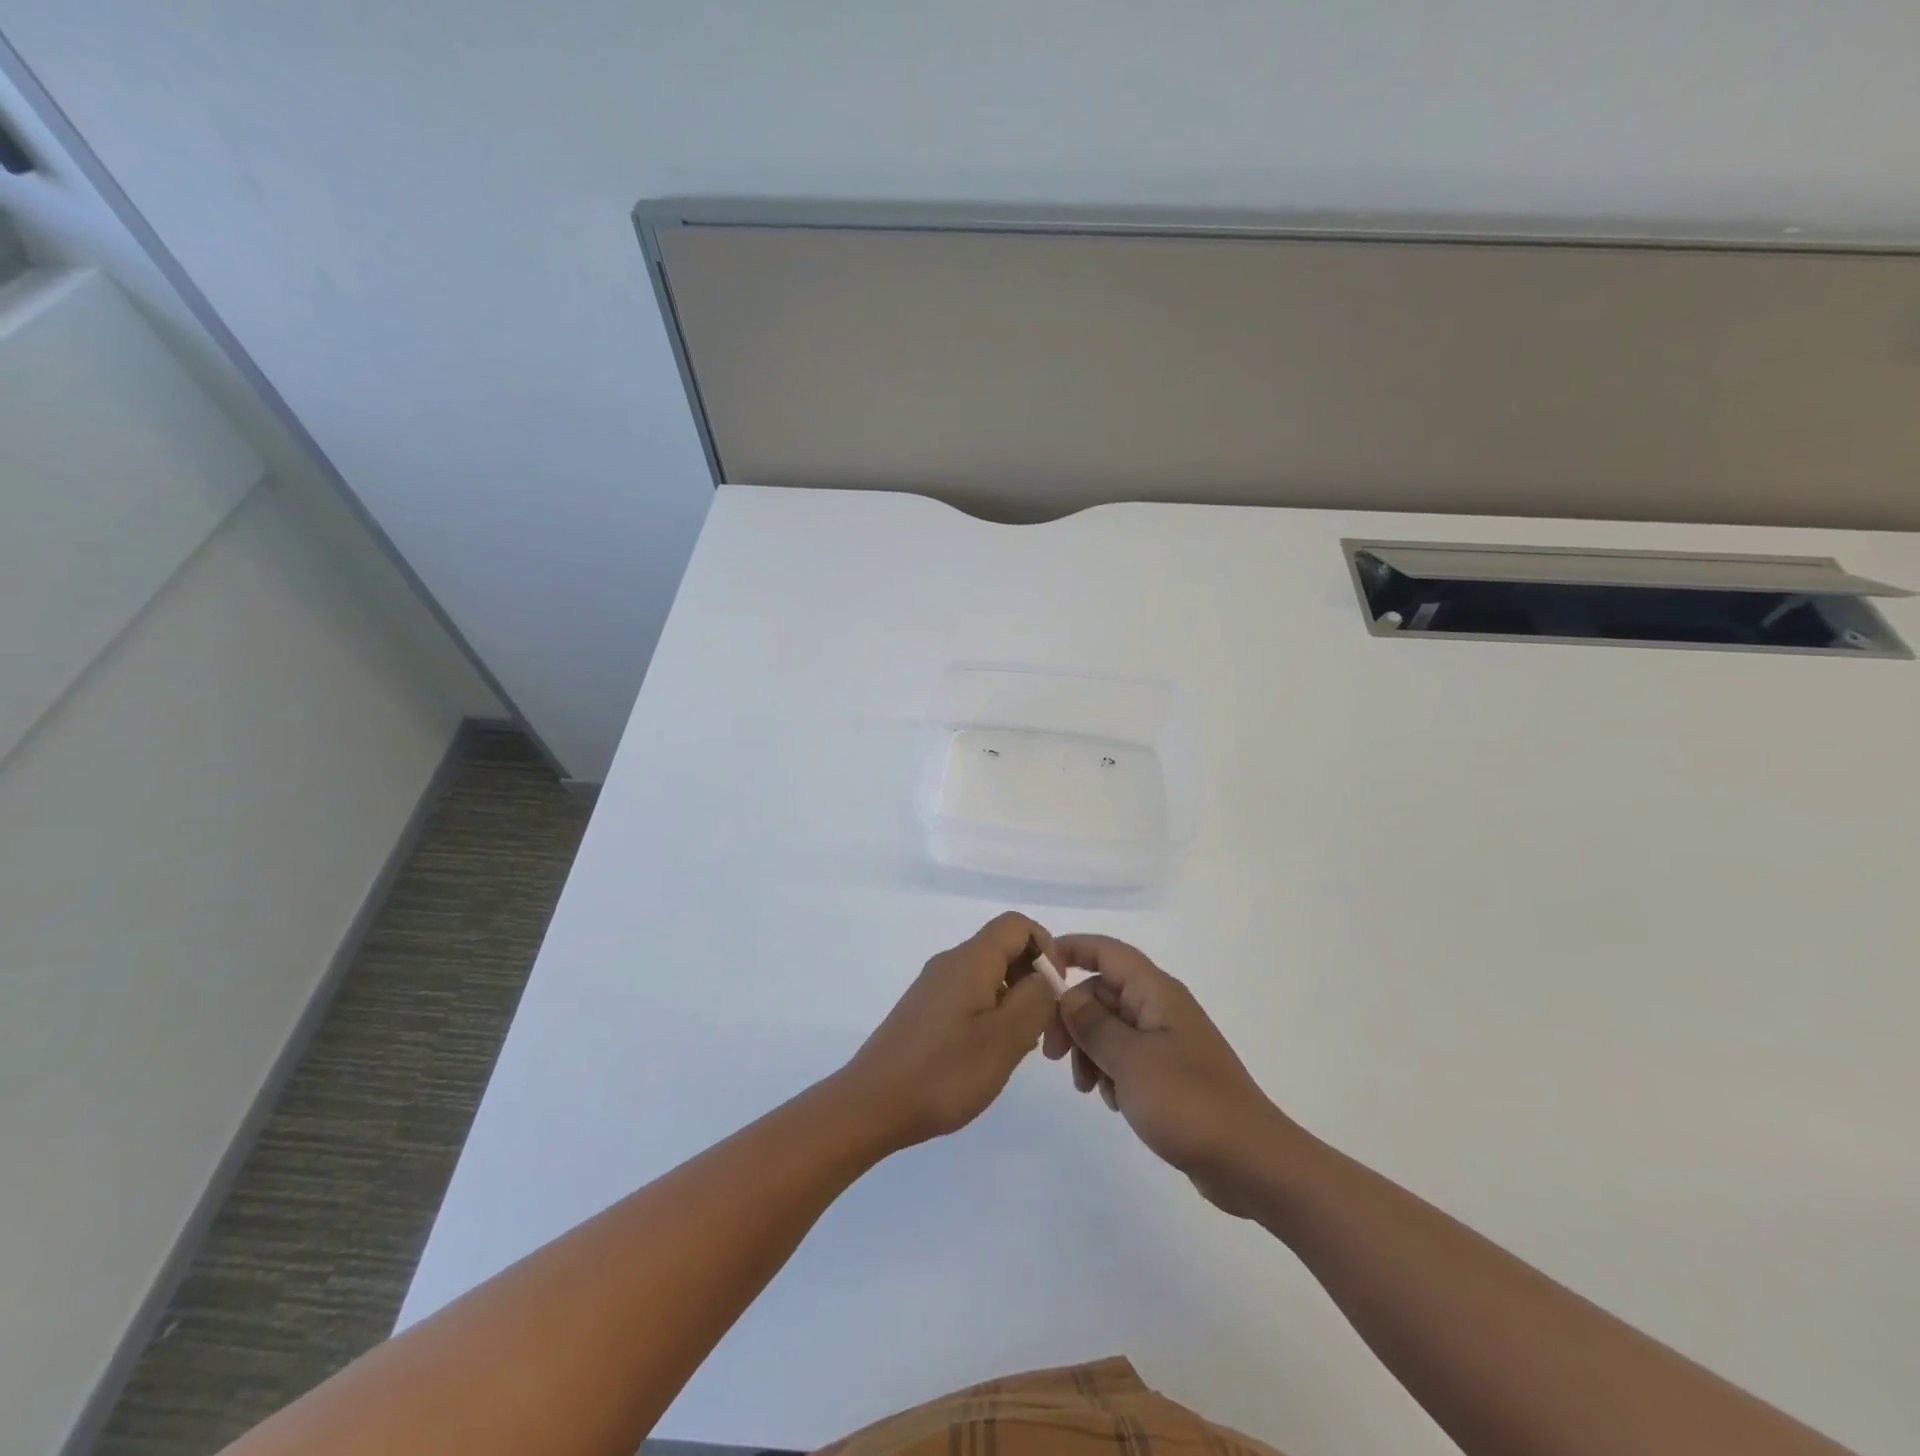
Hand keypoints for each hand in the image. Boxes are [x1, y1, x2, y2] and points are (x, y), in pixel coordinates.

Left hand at [839, 913, 1059, 1151]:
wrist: (871, 1105)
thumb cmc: (944, 1072)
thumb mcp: (1005, 1038)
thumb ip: (1036, 999)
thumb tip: (1046, 975)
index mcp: (970, 959)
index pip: (1017, 924)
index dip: (1047, 948)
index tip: (1056, 992)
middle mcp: (950, 963)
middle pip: (1004, 949)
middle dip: (1034, 980)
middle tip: (1044, 1030)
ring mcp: (934, 987)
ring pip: (989, 976)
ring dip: (1015, 1002)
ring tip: (1019, 1049)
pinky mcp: (925, 1011)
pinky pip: (970, 997)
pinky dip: (992, 1015)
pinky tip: (990, 1055)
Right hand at [1045, 934, 1284, 1213]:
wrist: (1251, 1162)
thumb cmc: (1188, 1102)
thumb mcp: (1129, 1060)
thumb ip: (1093, 1023)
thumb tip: (1067, 995)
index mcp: (1155, 992)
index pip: (1106, 951)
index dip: (1071, 949)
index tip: (1037, 972)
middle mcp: (1160, 1007)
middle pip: (1102, 992)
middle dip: (1073, 1017)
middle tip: (1052, 1055)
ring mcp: (1167, 1041)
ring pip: (1110, 1027)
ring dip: (1089, 1050)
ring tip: (1087, 1087)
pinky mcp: (1170, 1073)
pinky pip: (1126, 1057)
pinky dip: (1110, 1072)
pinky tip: (1112, 1101)